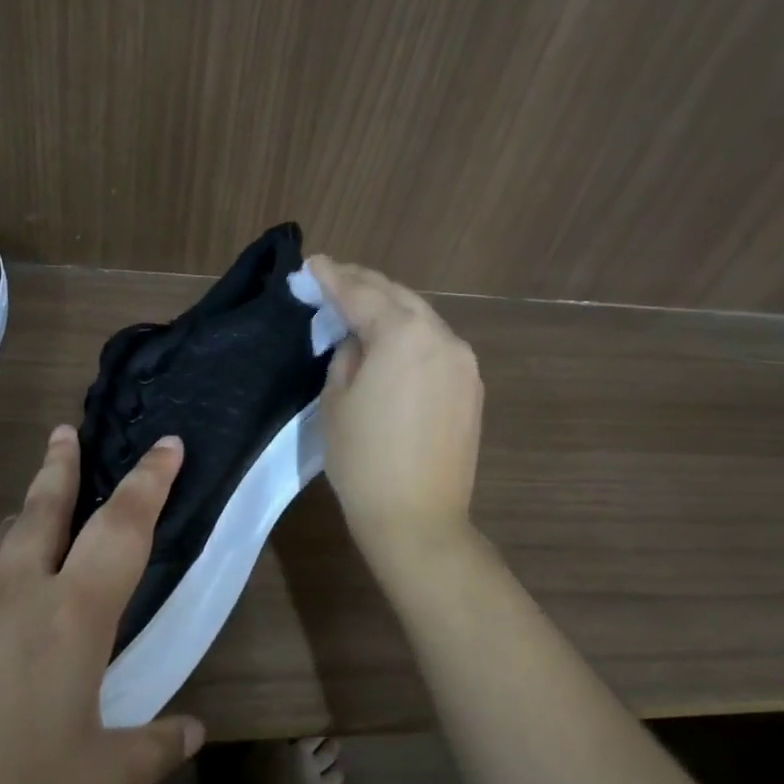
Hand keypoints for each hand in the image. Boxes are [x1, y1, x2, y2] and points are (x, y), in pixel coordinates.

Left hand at [0, 426, 203, 783]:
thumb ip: (155, 749)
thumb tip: (195, 730)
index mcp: (71, 616)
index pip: (123, 527)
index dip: (149, 479)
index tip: (166, 443)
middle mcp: (14, 592)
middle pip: (43, 508)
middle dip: (61, 465)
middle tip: (64, 432)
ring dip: (20, 521)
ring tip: (30, 520)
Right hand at [307, 256, 483, 561]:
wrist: (418, 519)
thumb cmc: (364, 461)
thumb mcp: (337, 401)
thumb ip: (347, 356)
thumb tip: (359, 343)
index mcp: (404, 335)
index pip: (361, 295)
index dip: (332, 278)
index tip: (313, 264)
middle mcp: (442, 337)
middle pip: (398, 297)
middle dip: (364, 284)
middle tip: (333, 276)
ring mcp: (463, 362)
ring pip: (421, 318)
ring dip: (390, 307)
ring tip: (360, 303)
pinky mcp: (471, 387)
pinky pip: (436, 345)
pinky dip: (411, 334)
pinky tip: (392, 340)